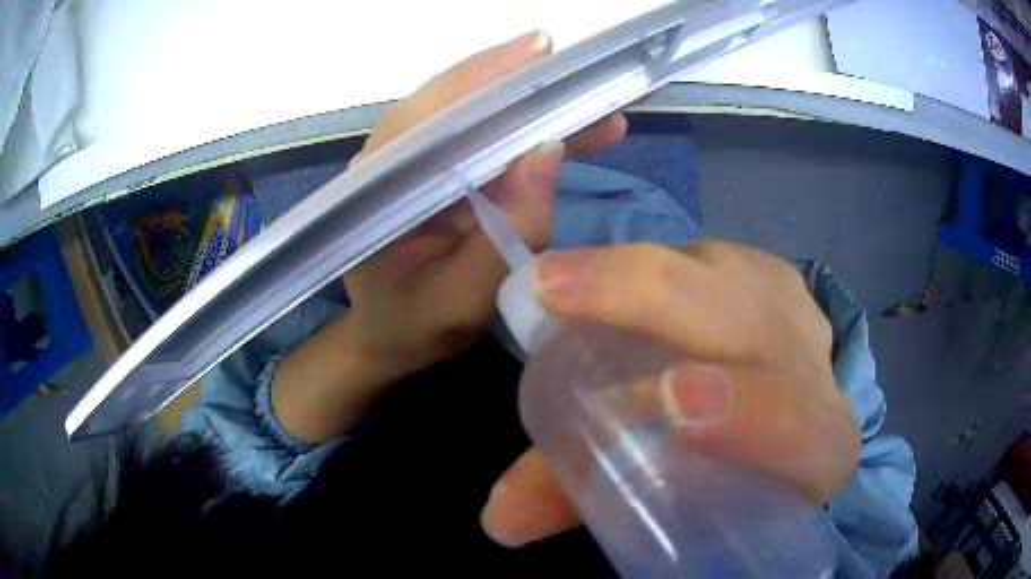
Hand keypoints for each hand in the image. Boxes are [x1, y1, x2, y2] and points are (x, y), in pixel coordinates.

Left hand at [343, 30, 627, 379]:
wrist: (391, 339)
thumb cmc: (414, 326)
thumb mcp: (461, 300)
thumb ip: (503, 235)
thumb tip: (549, 152)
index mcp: (377, 188)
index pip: (429, 113)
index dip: (483, 76)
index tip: (539, 51)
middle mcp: (393, 160)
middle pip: (456, 101)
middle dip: (520, 80)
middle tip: (581, 67)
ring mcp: (419, 163)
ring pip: (477, 116)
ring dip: (537, 106)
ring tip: (598, 101)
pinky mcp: (443, 172)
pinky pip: (489, 142)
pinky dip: (534, 133)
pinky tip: (580, 132)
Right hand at [480, 242, 860, 546]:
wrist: (767, 435)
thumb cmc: (709, 482)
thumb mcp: (656, 506)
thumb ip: (580, 503)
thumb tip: (498, 517)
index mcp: (817, 455)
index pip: (805, 436)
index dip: (754, 417)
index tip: (670, 400)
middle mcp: (821, 378)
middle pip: (755, 320)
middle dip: (658, 298)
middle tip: (553, 292)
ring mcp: (801, 319)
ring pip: (731, 273)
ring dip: (646, 272)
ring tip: (568, 280)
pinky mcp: (778, 282)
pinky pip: (720, 256)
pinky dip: (660, 259)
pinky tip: (623, 274)